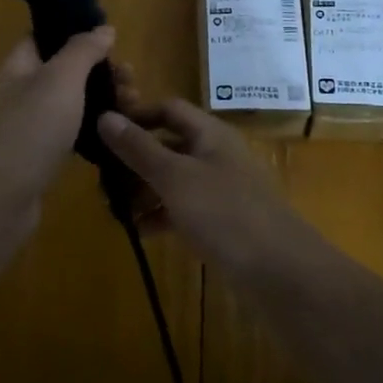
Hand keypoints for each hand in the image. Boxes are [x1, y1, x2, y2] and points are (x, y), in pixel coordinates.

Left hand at [0, 28, 115, 266]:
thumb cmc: (29, 131)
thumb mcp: (60, 80)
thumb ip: (82, 51)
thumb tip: (103, 28)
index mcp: (20, 66)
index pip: (46, 36)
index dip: (77, 32)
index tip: (113, 40)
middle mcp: (22, 91)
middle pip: (65, 70)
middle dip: (101, 72)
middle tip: (132, 82)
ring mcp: (31, 126)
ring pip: (72, 103)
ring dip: (102, 101)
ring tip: (134, 108)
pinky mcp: (41, 157)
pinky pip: (72, 134)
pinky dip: (94, 131)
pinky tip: (117, 136)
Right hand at [96, 74, 314, 274]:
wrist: (281, 273)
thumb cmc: (225, 214)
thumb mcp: (175, 178)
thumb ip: (138, 148)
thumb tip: (104, 116)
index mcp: (210, 134)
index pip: (168, 109)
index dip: (137, 115)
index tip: (103, 134)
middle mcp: (216, 155)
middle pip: (168, 145)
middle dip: (134, 160)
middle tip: (101, 181)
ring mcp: (221, 190)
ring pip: (174, 179)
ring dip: (143, 190)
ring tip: (113, 210)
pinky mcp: (222, 222)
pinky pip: (183, 208)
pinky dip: (161, 215)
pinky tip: (139, 231)